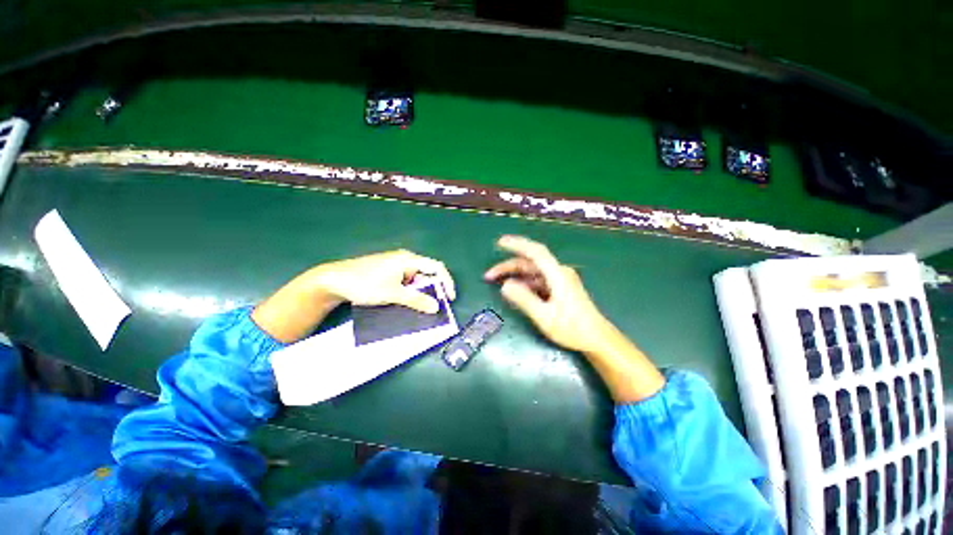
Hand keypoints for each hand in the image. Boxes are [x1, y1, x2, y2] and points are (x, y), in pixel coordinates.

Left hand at [311, 249, 455, 312]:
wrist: (334, 280)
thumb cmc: (365, 283)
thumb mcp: (393, 294)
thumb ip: (416, 300)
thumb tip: (436, 307)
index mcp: (409, 259)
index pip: (437, 267)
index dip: (447, 282)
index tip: (449, 299)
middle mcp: (405, 260)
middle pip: (427, 273)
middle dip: (433, 290)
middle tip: (434, 307)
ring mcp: (395, 266)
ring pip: (416, 280)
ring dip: (420, 293)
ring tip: (420, 308)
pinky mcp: (388, 273)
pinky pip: (406, 282)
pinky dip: (410, 292)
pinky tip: (406, 303)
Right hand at [484, 235, 611, 352]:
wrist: (597, 339)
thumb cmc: (572, 328)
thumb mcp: (544, 316)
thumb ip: (524, 299)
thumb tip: (505, 285)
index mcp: (558, 275)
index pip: (535, 252)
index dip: (517, 245)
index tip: (500, 243)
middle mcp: (559, 273)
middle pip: (530, 263)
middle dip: (508, 266)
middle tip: (489, 275)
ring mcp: (560, 280)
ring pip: (532, 272)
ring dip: (515, 276)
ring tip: (497, 284)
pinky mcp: (559, 288)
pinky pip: (538, 281)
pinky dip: (524, 284)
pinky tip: (514, 291)